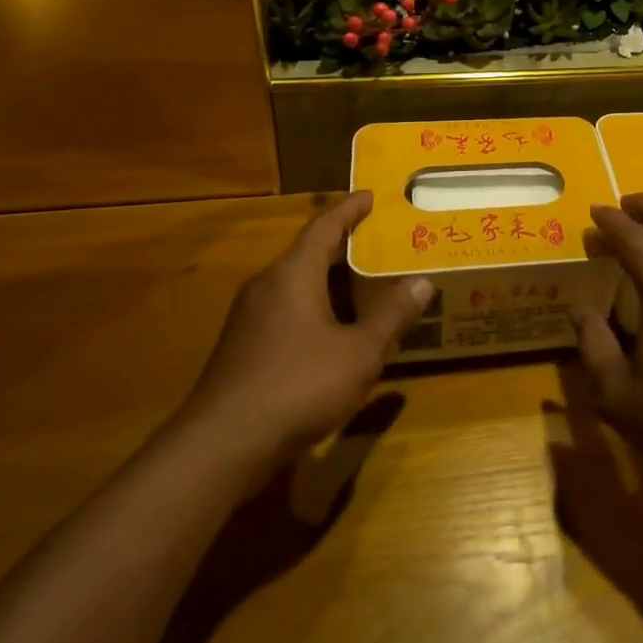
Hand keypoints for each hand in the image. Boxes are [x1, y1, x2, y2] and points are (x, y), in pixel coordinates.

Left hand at [174, 193, 430, 483]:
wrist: (220, 447)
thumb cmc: (297, 386)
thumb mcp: (359, 352)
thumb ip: (392, 316)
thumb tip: (422, 282)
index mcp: (293, 274)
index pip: (324, 226)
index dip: (350, 209)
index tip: (371, 195)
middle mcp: (267, 287)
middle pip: (309, 254)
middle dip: (345, 247)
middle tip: (382, 243)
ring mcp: (249, 319)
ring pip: (297, 286)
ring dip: (331, 282)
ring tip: (367, 285)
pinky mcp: (243, 350)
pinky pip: (287, 312)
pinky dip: (316, 309)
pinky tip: (336, 333)